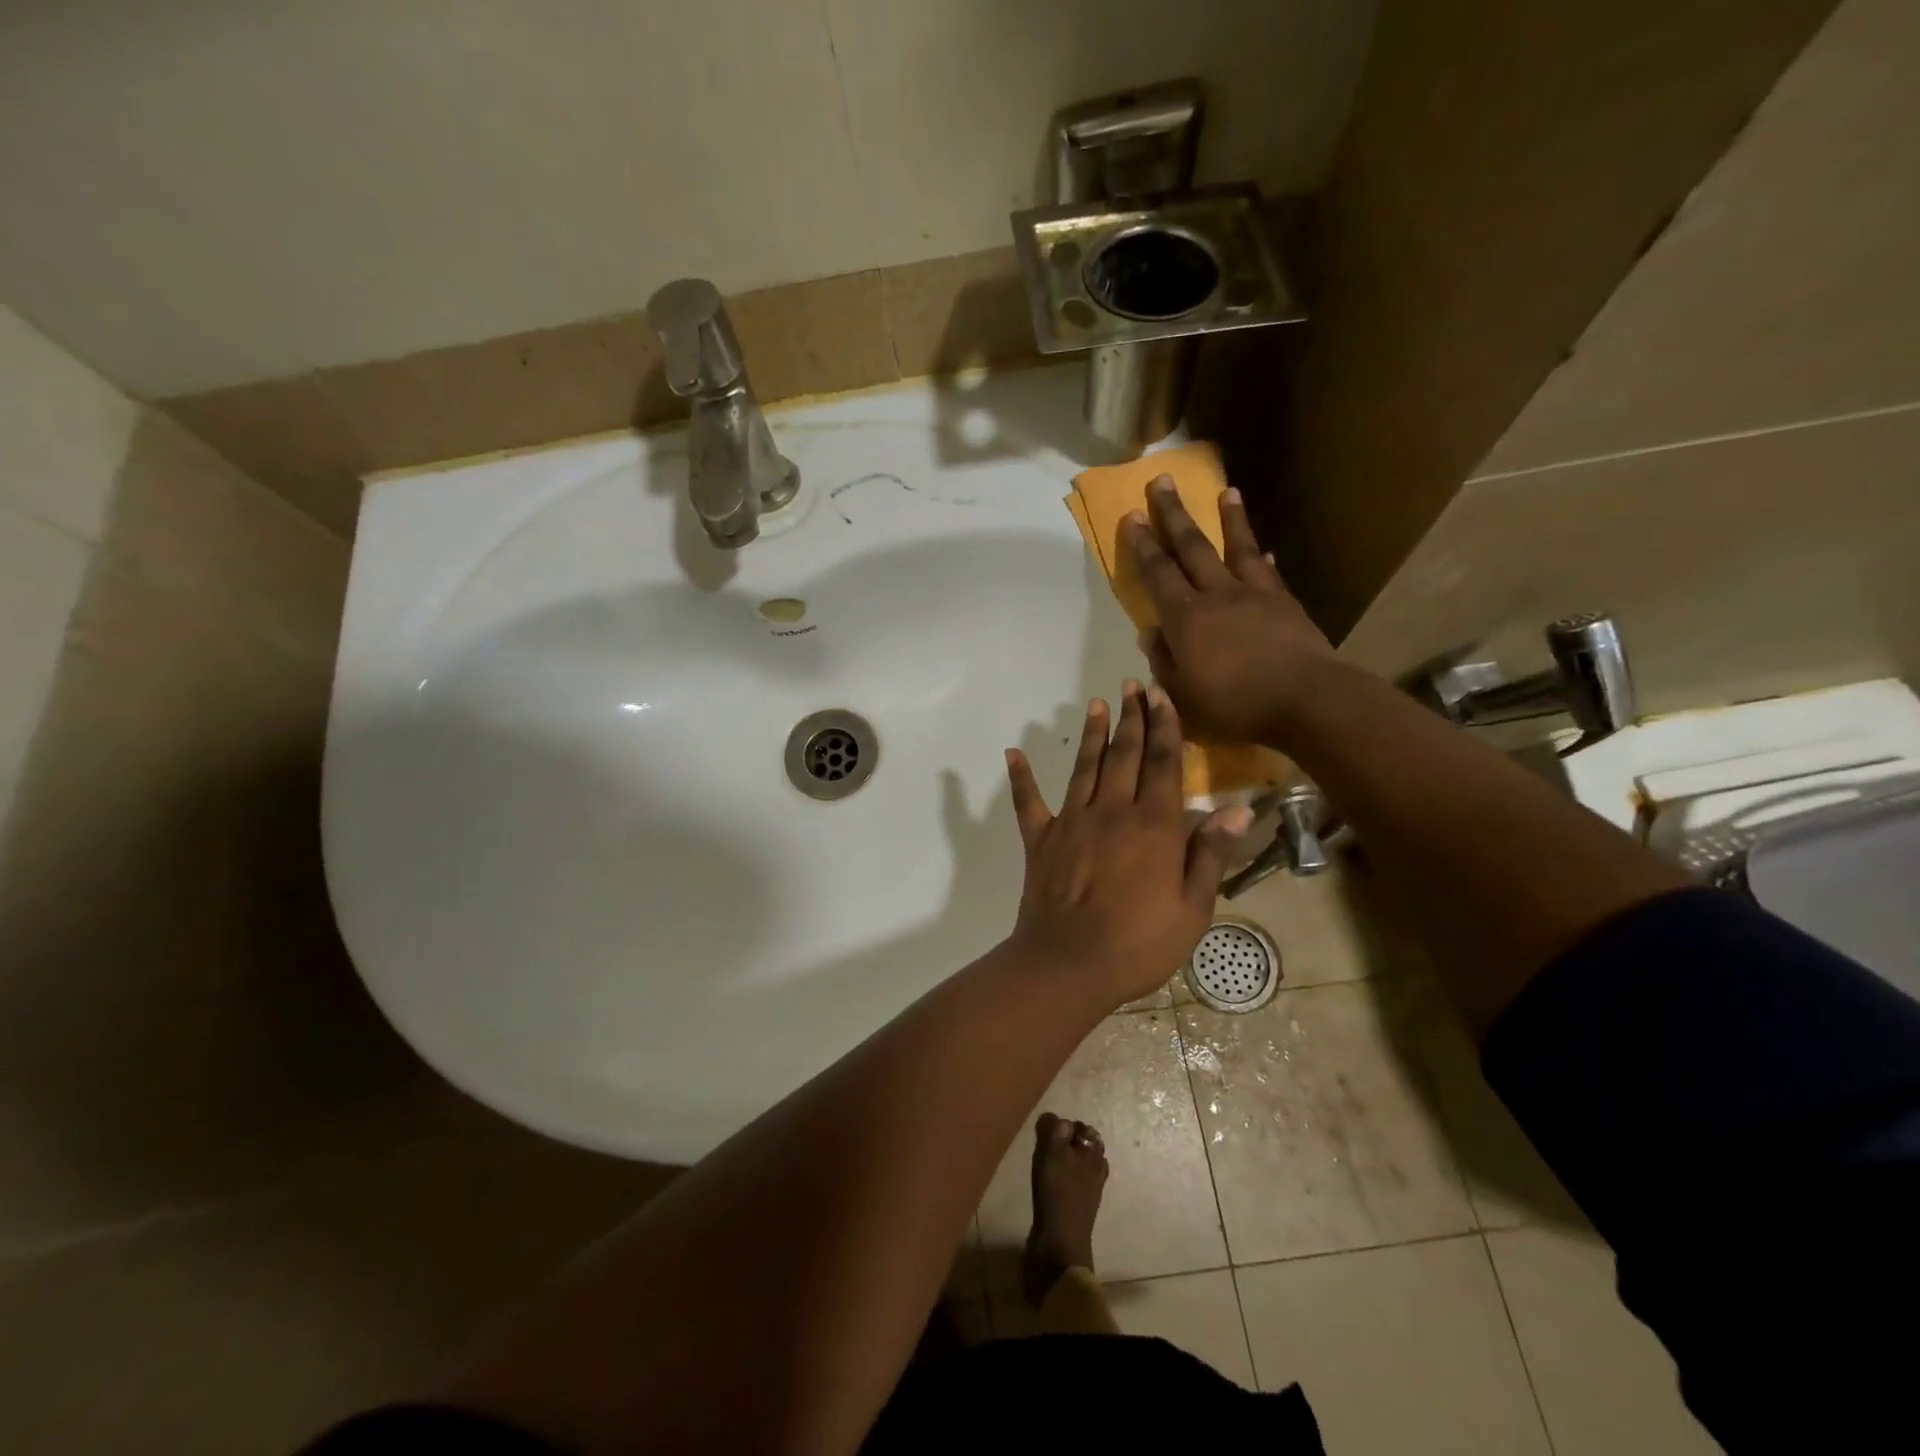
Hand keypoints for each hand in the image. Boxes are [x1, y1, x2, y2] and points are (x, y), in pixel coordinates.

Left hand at [1003, 684, 1252, 1005]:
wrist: (1070, 965)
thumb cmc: (1140, 943)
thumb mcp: (1192, 907)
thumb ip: (1210, 854)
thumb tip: (1237, 808)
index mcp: (1153, 826)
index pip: (1163, 764)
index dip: (1165, 727)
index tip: (1162, 696)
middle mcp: (1112, 812)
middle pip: (1125, 755)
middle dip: (1131, 718)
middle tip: (1132, 685)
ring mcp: (1071, 822)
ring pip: (1084, 767)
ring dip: (1091, 734)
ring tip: (1096, 704)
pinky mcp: (1040, 839)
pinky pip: (1028, 802)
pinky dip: (1021, 777)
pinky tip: (1013, 753)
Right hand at [1123, 478, 1335, 746]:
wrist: (1306, 700)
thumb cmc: (1235, 704)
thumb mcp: (1184, 694)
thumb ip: (1164, 661)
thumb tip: (1149, 633)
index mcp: (1186, 618)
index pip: (1158, 573)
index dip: (1142, 545)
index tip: (1132, 516)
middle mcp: (1217, 595)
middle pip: (1192, 546)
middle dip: (1174, 513)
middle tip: (1162, 481)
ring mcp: (1254, 594)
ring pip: (1237, 547)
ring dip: (1229, 518)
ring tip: (1226, 490)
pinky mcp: (1285, 603)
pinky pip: (1269, 572)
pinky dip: (1263, 557)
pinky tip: (1266, 548)